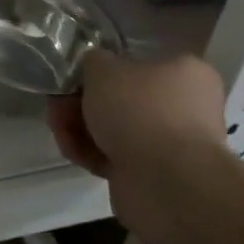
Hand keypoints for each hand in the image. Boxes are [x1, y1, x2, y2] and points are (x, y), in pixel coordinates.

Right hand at [47, 51, 228, 179]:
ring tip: (59, 129)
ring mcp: (170, 142)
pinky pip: (115, 154)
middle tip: (58, 105)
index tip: (73, 77)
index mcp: (185, 72)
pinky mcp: (154, 172)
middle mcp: (184, 105)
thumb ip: (92, 60)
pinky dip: (90, 151)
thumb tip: (93, 68)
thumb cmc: (140, 110)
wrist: (166, 182)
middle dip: (80, 102)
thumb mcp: (103, 67)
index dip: (99, 69)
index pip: (136, 62)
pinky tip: (71, 150)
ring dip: (79, 127)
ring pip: (114, 127)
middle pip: (120, 97)